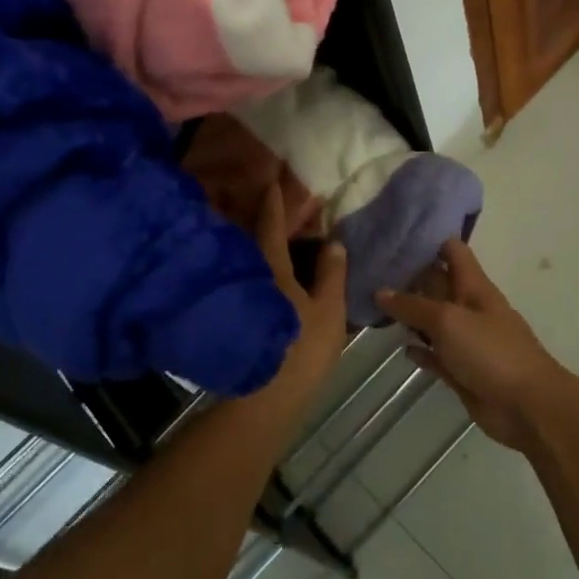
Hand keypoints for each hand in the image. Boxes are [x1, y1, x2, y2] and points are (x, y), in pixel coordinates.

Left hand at [254, 185, 346, 401]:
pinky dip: (268, 266)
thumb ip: (331, 274)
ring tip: (285, 231)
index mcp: (273, 270)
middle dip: (268, 219)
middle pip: (258, 240)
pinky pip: (257, 277)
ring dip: (268, 243)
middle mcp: (254, 276)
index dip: (274, 202)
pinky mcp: (245, 315)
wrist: (266, 399)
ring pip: (257, 260)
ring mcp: (246, 297)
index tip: (272, 180)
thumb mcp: (327, 311)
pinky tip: (281, 271)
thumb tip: (334, 240)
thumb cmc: (300, 350)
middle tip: (281, 201)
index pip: (271, 226)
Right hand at [376, 239, 572, 451]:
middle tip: (369, 269)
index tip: (393, 234)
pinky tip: (401, 348)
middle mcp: (468, 307)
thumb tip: (380, 291)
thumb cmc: (490, 351)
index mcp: (473, 286)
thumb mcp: (448, 320)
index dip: (427, 239)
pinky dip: (420, 350)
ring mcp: (465, 340)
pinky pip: (435, 354)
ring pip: (432, 320)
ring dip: (409, 315)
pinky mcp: (461, 370)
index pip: (451, 250)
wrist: (527, 407)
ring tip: (373, 306)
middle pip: (436, 283)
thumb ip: (412, 306)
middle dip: (408, 276)